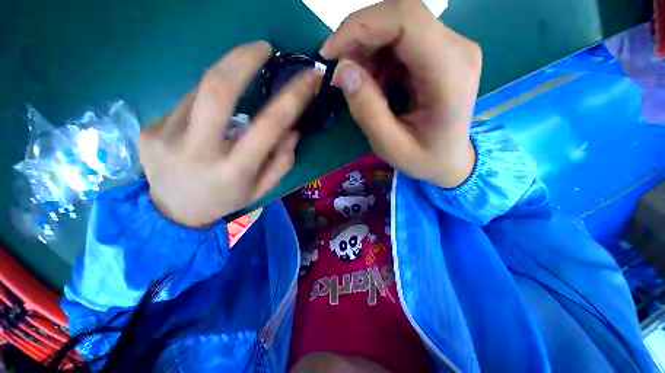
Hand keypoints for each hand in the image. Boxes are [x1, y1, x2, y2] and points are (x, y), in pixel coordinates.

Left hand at [140, 41, 321, 227]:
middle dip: (244, 59)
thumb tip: (292, 130)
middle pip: (218, 89)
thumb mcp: (262, 188)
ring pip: (201, 91)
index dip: (292, 97)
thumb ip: (282, 162)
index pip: (269, 126)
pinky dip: (205, 100)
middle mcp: (199, 151)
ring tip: (239, 84)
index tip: (308, 77)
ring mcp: (166, 137)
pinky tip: (209, 114)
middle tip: (263, 47)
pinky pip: (185, 103)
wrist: (174, 212)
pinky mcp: (149, 130)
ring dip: (226, 80)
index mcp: (234, 170)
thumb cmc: (227, 200)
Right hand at [320, 0, 480, 187]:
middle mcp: (457, 49)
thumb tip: (342, 70)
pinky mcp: (440, 51)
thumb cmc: (424, 158)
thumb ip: (367, 110)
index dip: (360, 27)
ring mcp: (451, 46)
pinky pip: (401, 40)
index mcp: (450, 74)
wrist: (451, 159)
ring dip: (368, 50)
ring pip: (397, 25)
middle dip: (359, 38)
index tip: (330, 52)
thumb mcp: (390, 146)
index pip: (406, 20)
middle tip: (342, 72)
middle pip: (400, 15)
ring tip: (361, 85)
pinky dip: (378, 57)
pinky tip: (375, 83)